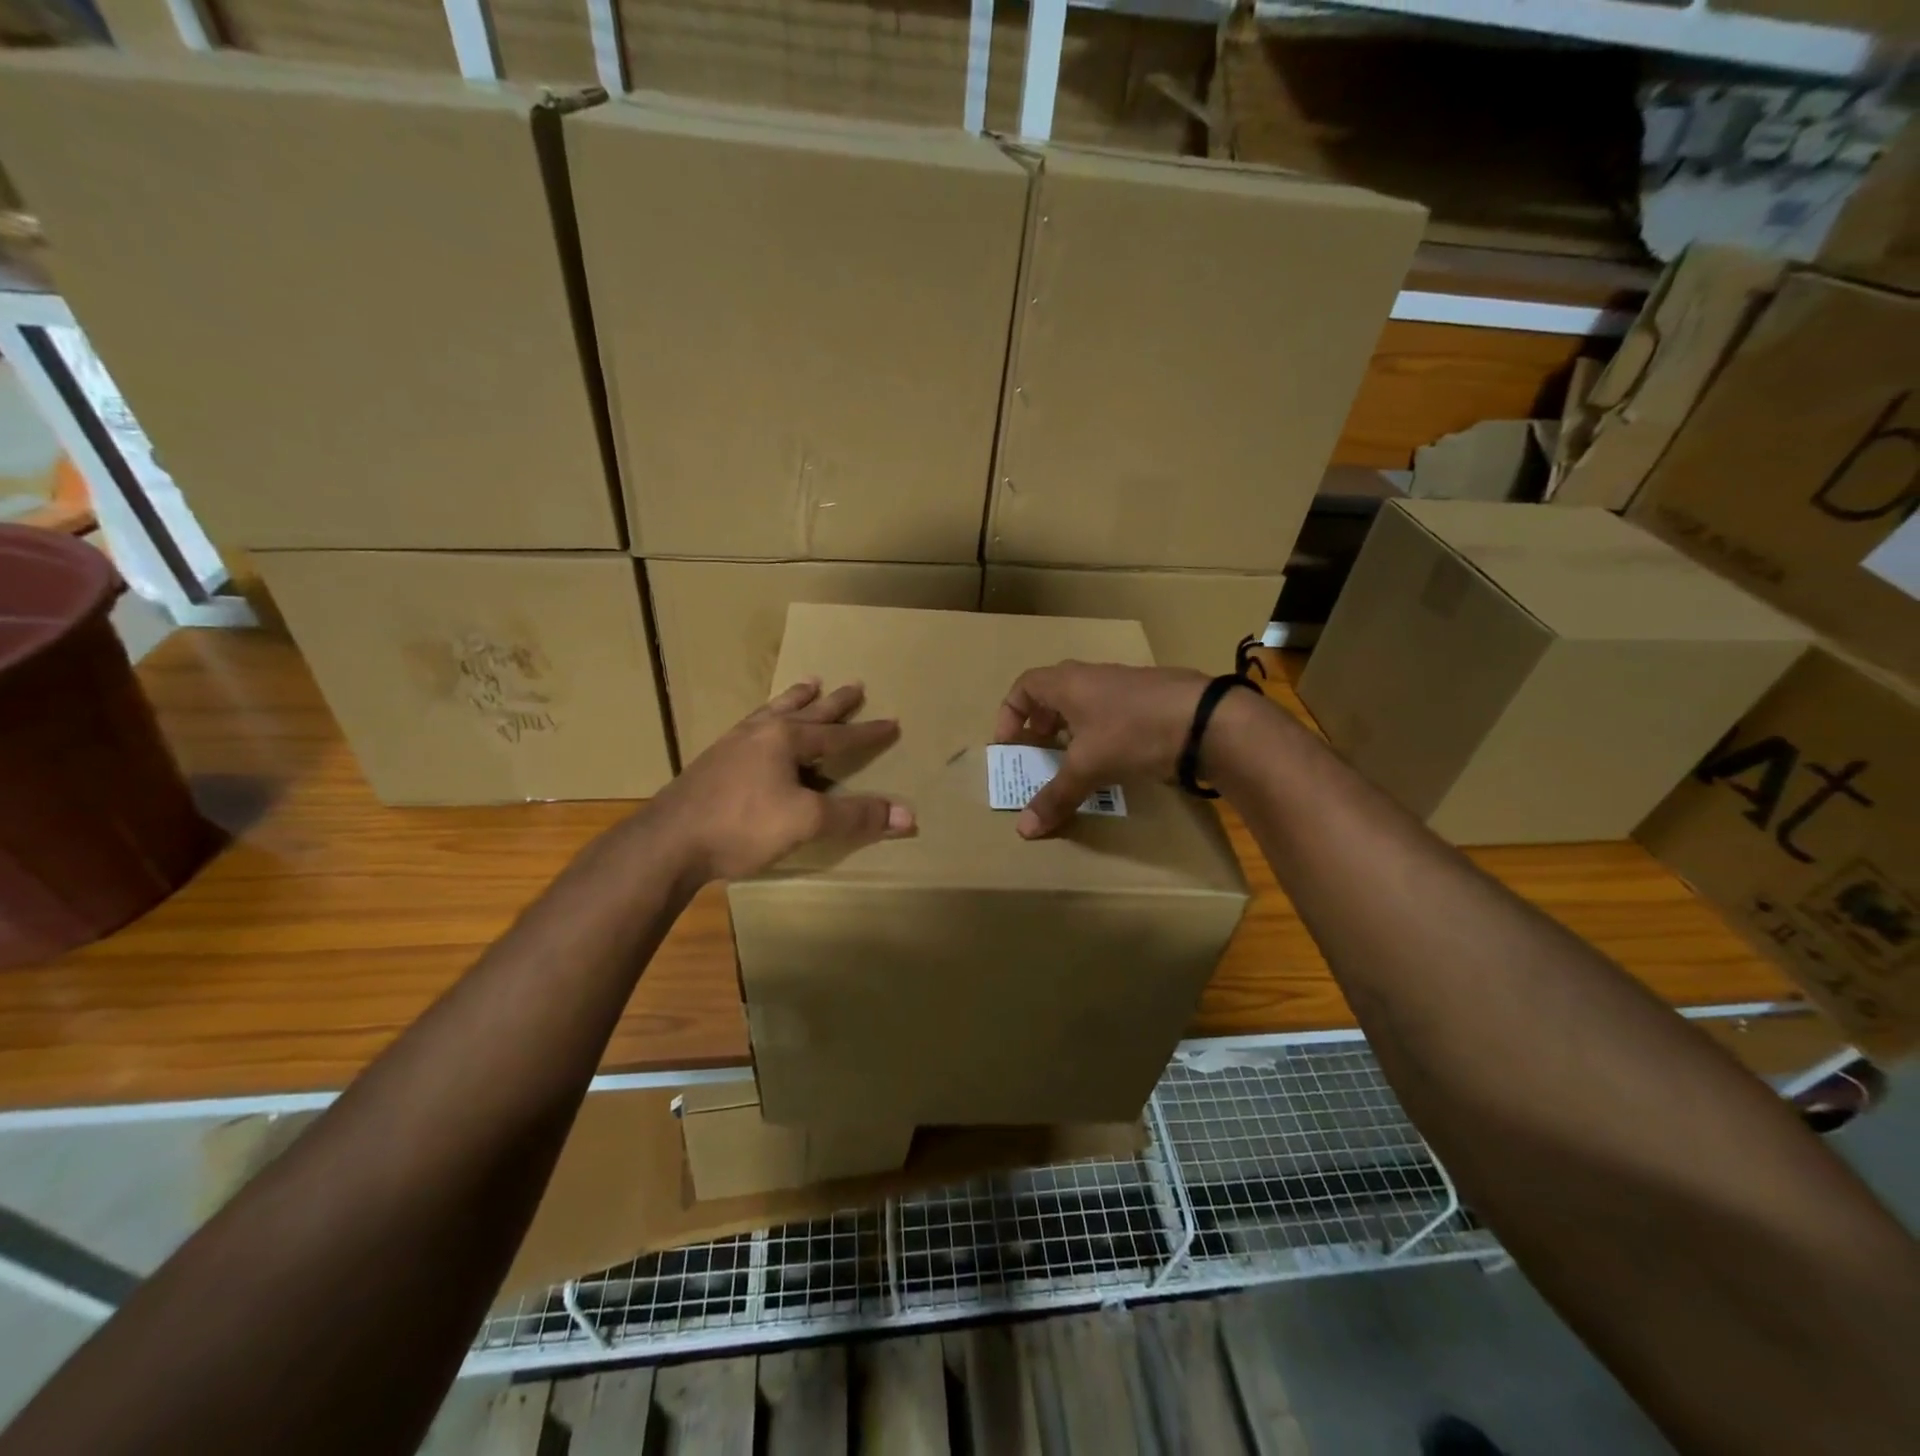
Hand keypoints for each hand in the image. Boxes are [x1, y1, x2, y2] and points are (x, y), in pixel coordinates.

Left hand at [655, 679, 914, 881]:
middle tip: (855, 685)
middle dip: (834, 702)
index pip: (839, 735)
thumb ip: (855, 816)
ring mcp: (733, 744)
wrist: (668, 842)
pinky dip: (766, 717)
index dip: (868, 733)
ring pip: (773, 712)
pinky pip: (751, 726)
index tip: (893, 722)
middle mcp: (761, 732)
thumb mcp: (807, 821)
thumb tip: (908, 815)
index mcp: (786, 740)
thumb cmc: (742, 825)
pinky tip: (759, 726)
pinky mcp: (713, 761)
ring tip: (809, 682)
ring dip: (795, 699)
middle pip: (806, 711)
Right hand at [993, 661, 1211, 837]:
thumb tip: (1024, 830)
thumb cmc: (1132, 733)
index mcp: (1068, 683)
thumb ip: (1055, 797)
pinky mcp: (1150, 697)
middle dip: (1040, 721)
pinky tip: (1113, 756)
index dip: (1010, 714)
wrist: (1205, 720)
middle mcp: (1092, 676)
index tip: (1009, 744)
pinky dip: (1101, 729)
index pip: (1024, 686)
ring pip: (1085, 700)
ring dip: (1072, 726)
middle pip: (1053, 691)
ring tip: (1073, 757)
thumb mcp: (1088, 768)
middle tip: (1039, 750)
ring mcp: (1124, 683)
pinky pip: (1111, 708)